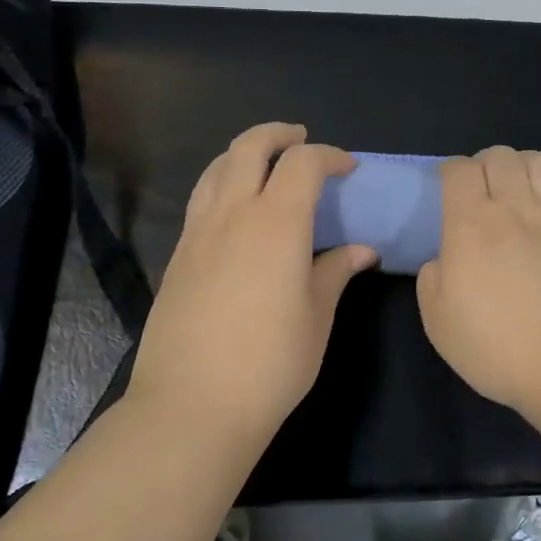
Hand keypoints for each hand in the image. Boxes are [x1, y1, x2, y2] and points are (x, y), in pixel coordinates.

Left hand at [126, 123, 376, 449]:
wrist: (191, 405)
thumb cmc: (270, 363)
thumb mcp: (315, 317)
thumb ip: (336, 272)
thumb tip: (362, 250)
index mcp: (276, 223)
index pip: (302, 163)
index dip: (329, 156)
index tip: (348, 169)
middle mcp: (232, 214)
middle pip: (249, 147)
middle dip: (278, 134)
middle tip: (301, 140)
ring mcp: (198, 232)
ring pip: (217, 167)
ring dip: (244, 153)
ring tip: (265, 166)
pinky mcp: (178, 255)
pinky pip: (201, 198)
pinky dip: (222, 183)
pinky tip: (237, 211)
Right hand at [416, 146, 540, 421]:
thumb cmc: (500, 350)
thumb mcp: (439, 324)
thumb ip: (432, 280)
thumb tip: (444, 259)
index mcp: (471, 226)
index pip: (459, 171)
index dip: (451, 170)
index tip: (449, 187)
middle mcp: (517, 209)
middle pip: (500, 156)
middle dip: (486, 162)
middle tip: (483, 187)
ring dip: (526, 162)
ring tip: (522, 180)